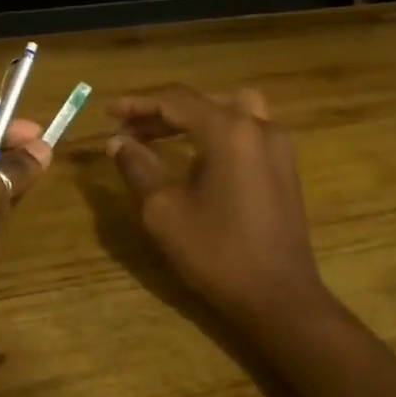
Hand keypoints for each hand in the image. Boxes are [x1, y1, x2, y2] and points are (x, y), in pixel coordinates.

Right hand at [107, 85, 324, 328]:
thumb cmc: (217, 253)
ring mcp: (279, 146)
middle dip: (163, 111)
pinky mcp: (285, 167)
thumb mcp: (164, 211)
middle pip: (205, 102)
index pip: (177, 100)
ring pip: (233, 110)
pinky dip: (219, 132)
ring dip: (196, 116)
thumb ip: (139, 168)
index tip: (109, 113)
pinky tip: (198, 157)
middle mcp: (259, 127)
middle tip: (130, 129)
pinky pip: (248, 131)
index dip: (139, 103)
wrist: (278, 296)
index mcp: (229, 131)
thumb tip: (118, 143)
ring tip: (164, 135)